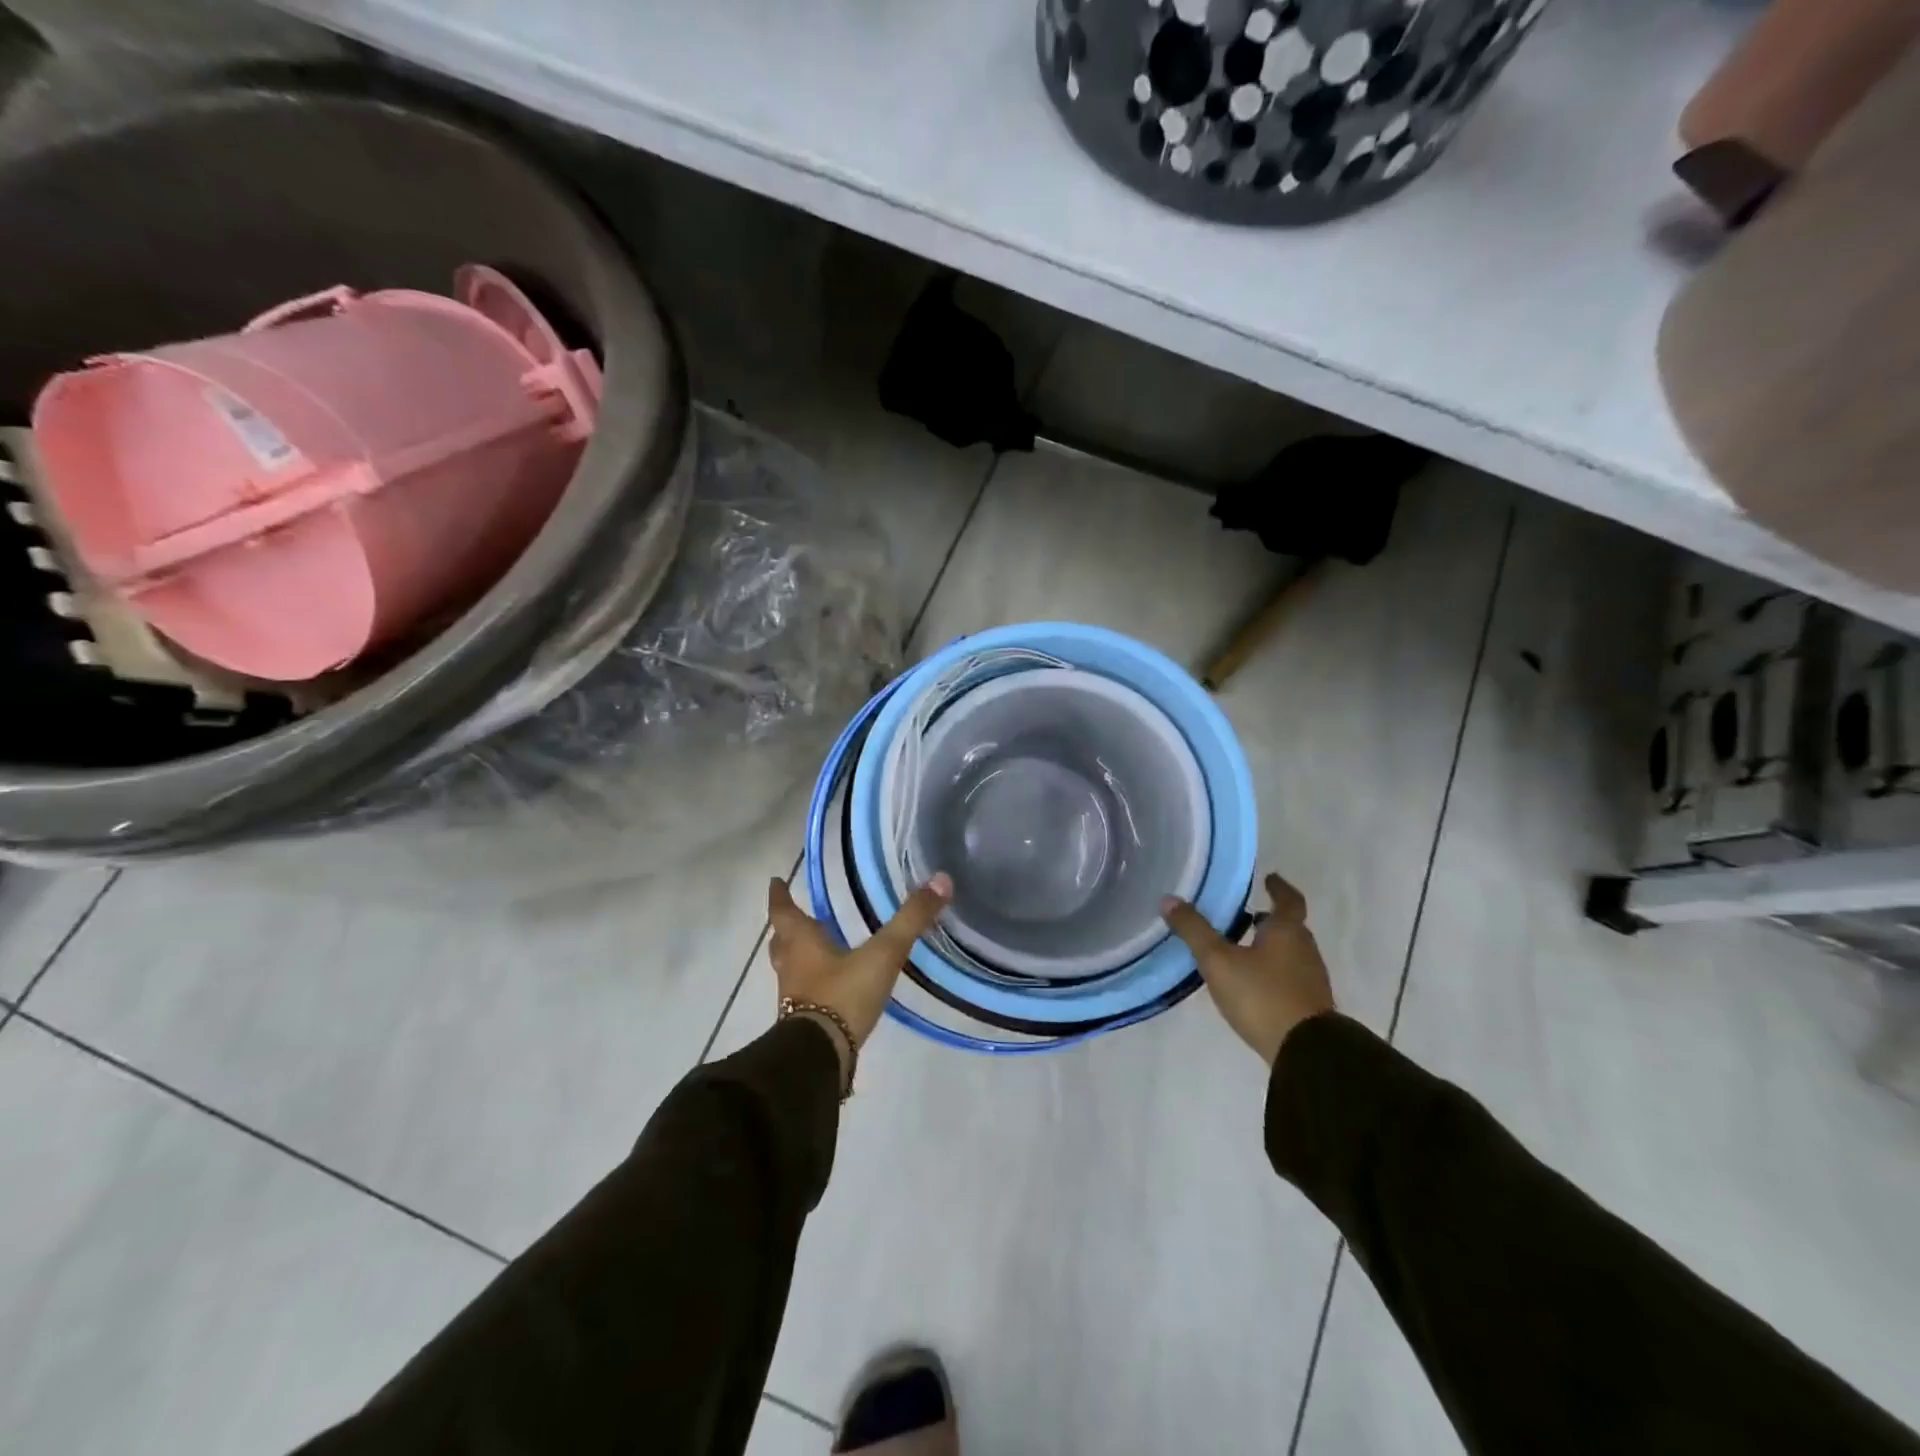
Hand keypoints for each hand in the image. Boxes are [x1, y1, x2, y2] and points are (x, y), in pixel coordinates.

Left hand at [766, 873, 952, 1057]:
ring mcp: (794, 997)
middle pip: (782, 942)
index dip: (779, 896)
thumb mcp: (883, 954)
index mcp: (802, 943)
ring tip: (815, 950)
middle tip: (796, 916)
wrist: (820, 1056)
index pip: (784, 913)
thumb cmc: (843, 995)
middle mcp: (792, 967)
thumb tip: (941, 881)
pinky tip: (832, 987)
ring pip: (789, 968)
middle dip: (787, 928)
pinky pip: (802, 994)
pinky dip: (811, 984)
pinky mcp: (803, 1022)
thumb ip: (911, 919)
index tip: (774, 882)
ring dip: (797, 957)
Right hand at [1162, 873, 1335, 1064]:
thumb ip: (1194, 930)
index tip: (1270, 878)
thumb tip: (1168, 899)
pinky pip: (1290, 976)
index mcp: (1287, 931)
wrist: (1306, 1052)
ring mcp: (1311, 979)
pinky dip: (1273, 970)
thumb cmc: (1262, 995)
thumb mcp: (1218, 961)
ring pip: (1290, 952)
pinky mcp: (1310, 1005)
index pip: (1288, 900)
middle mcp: (1305, 949)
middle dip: (1269, 919)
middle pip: (1289, 927)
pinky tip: (1253, 983)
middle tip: (1246, 915)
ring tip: (1242, 949)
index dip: (1279, 887)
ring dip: (1270, 946)